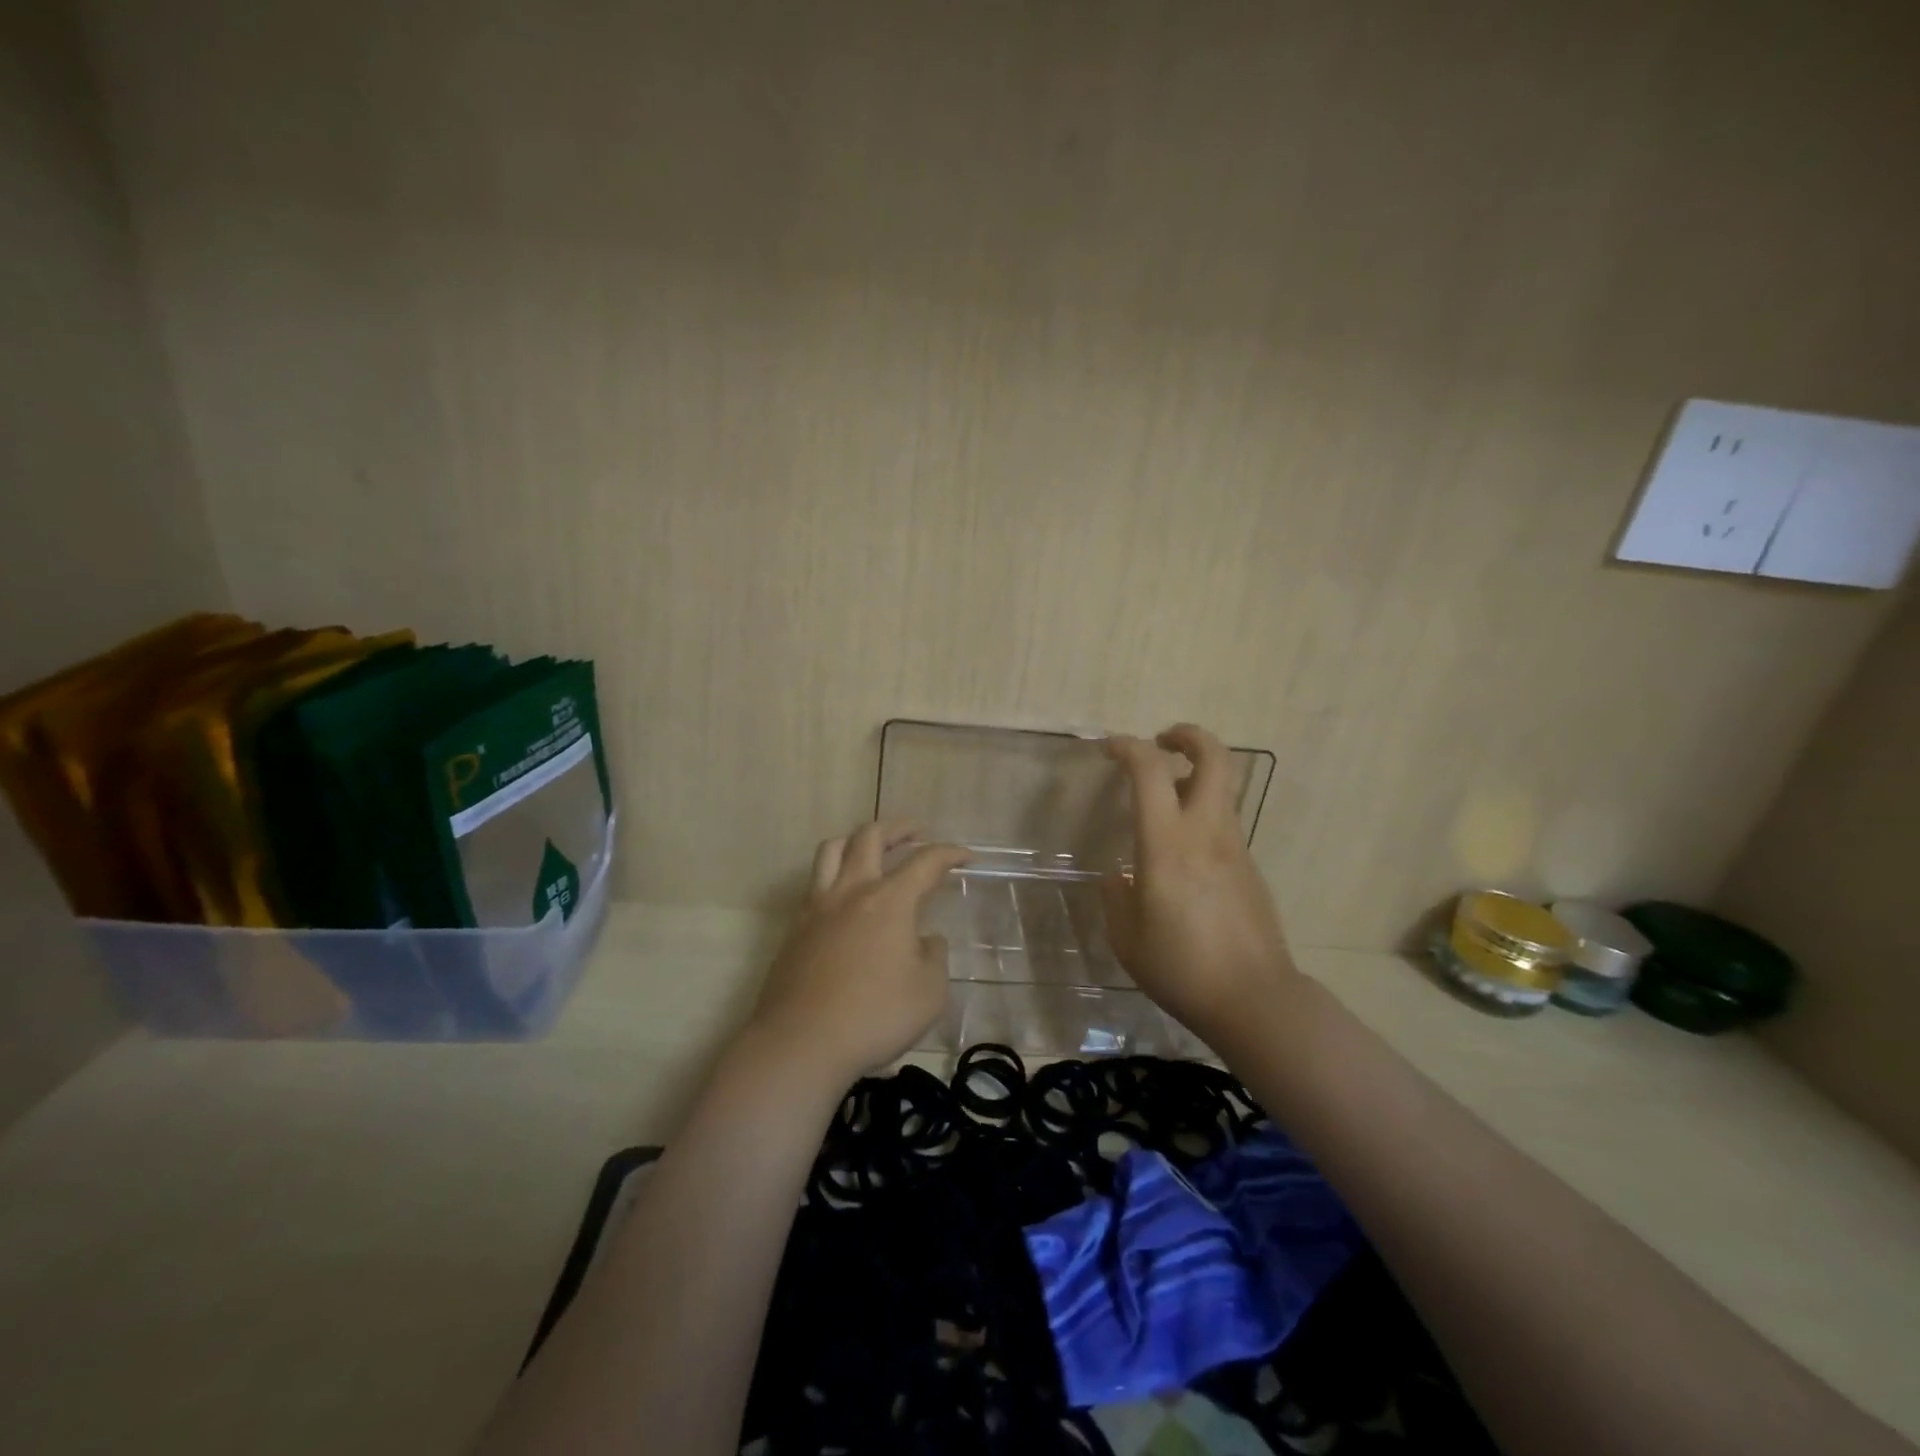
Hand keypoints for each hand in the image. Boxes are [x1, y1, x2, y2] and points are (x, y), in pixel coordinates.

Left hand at [749, 821, 970, 1089]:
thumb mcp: (929, 992)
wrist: (801, 1043)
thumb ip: (934, 957)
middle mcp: (851, 891)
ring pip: (832, 850)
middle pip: (870, 837)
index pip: (925, 862)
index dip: (949, 853)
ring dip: (856, 840)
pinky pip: (815, 883)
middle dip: (899, 828)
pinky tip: (846, 898)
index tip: (965, 856)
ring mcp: (817, 907)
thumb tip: (926, 940)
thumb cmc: (875, 1016)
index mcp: (889, 900)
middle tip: (917, 833)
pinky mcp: (795, 929)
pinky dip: (835, 875)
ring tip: (872, 849)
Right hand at [1101, 724, 1296, 1043]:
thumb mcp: (1126, 937)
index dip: (1127, 747)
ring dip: (1193, 776)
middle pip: (1214, 757)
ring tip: (1163, 800)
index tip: (1107, 748)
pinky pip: (1223, 822)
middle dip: (1188, 735)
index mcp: (1167, 844)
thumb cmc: (1180, 968)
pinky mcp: (1249, 866)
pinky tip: (1181, 855)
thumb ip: (1115, 896)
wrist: (1254, 999)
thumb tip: (1118, 877)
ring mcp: (1234, 846)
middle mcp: (1206, 832)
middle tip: (1161, 742)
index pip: (1150, 771)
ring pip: (1222, 787)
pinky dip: (1201, 814)